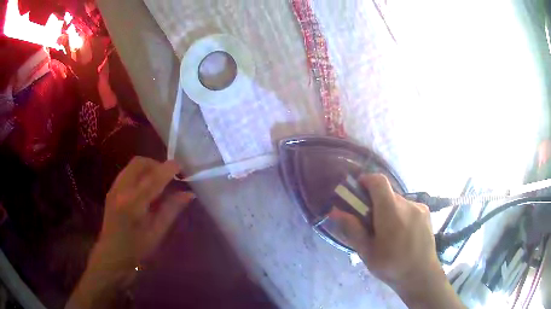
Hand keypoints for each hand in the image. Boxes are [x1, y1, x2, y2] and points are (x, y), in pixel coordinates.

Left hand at [66, 157, 194, 308]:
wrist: (111, 257)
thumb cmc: (136, 250)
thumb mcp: (156, 233)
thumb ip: (171, 210)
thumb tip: (189, 194)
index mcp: (133, 204)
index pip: (153, 178)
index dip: (168, 169)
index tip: (181, 166)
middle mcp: (121, 190)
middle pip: (139, 163)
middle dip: (156, 164)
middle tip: (168, 177)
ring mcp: (114, 189)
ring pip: (132, 166)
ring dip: (148, 168)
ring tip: (159, 182)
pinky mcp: (112, 191)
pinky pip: (128, 173)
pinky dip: (140, 174)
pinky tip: (146, 190)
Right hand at [330, 174, 463, 307]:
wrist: (421, 275)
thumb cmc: (391, 266)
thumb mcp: (367, 252)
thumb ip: (352, 229)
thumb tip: (335, 211)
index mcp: (391, 212)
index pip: (378, 181)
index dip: (366, 180)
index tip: (358, 193)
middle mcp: (407, 204)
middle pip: (387, 193)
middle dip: (375, 203)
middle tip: (370, 223)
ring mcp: (419, 207)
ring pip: (397, 201)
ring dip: (388, 210)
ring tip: (388, 233)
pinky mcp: (426, 212)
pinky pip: (408, 206)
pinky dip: (400, 214)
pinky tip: (402, 233)